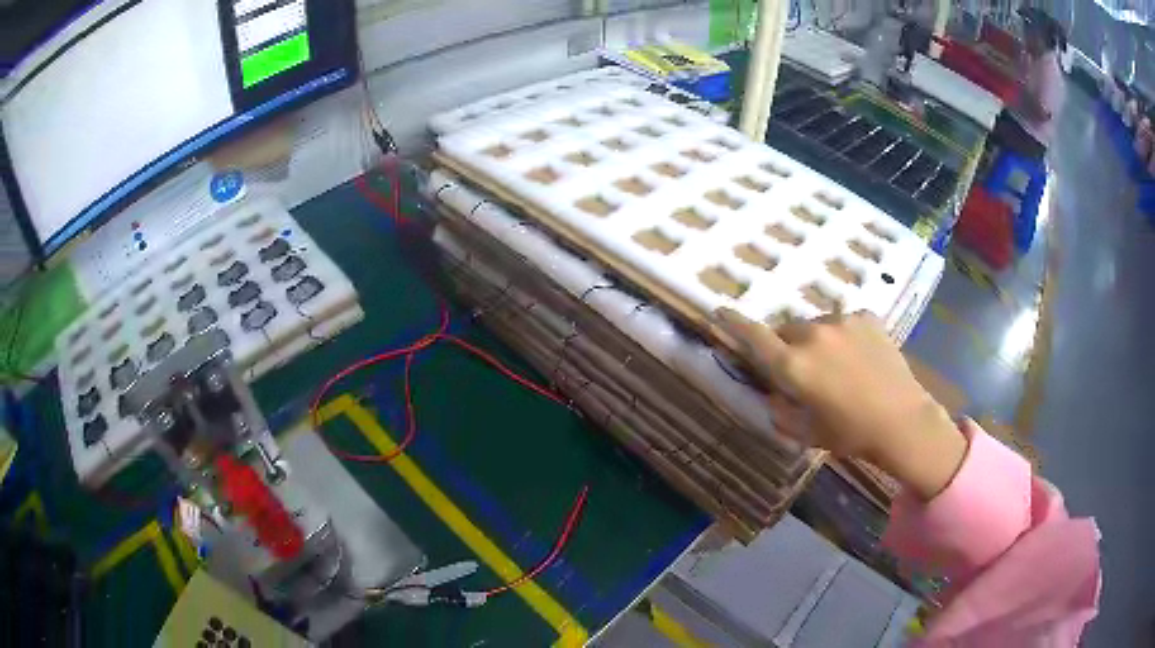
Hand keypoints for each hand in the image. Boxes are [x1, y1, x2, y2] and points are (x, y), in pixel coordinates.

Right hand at [714, 308, 966, 500]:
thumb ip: (781, 411)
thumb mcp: (807, 433)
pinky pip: (844, 321)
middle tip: (802, 369)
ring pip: (816, 324)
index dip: (734, 324)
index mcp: (794, 366)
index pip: (755, 337)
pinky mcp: (867, 317)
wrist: (903, 421)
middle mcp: (813, 335)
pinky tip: (860, 357)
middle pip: (787, 330)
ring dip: (816, 340)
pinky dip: (844, 336)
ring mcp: (843, 322)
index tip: (720, 310)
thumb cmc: (851, 434)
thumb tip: (773, 393)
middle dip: (787, 345)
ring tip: (837, 364)